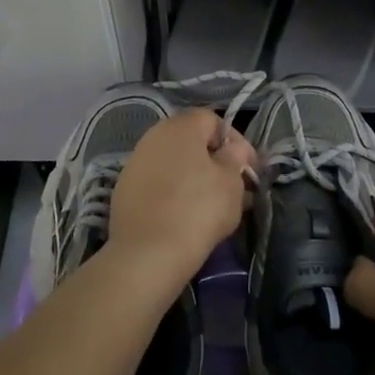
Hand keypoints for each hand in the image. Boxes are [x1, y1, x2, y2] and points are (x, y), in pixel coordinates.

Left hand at [107, 109, 255, 290]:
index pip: (213, 120)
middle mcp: (154, 136)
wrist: (147, 254)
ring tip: (213, 205)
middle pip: (192, 141)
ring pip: (174, 163)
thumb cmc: (198, 210)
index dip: (236, 141)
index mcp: (180, 126)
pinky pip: (158, 183)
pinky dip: (174, 192)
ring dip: (195, 177)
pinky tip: (186, 216)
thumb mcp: (230, 181)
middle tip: (234, 187)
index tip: (248, 169)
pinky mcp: (125, 190)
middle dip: (215, 161)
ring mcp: (135, 162)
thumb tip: (232, 149)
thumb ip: (235, 158)